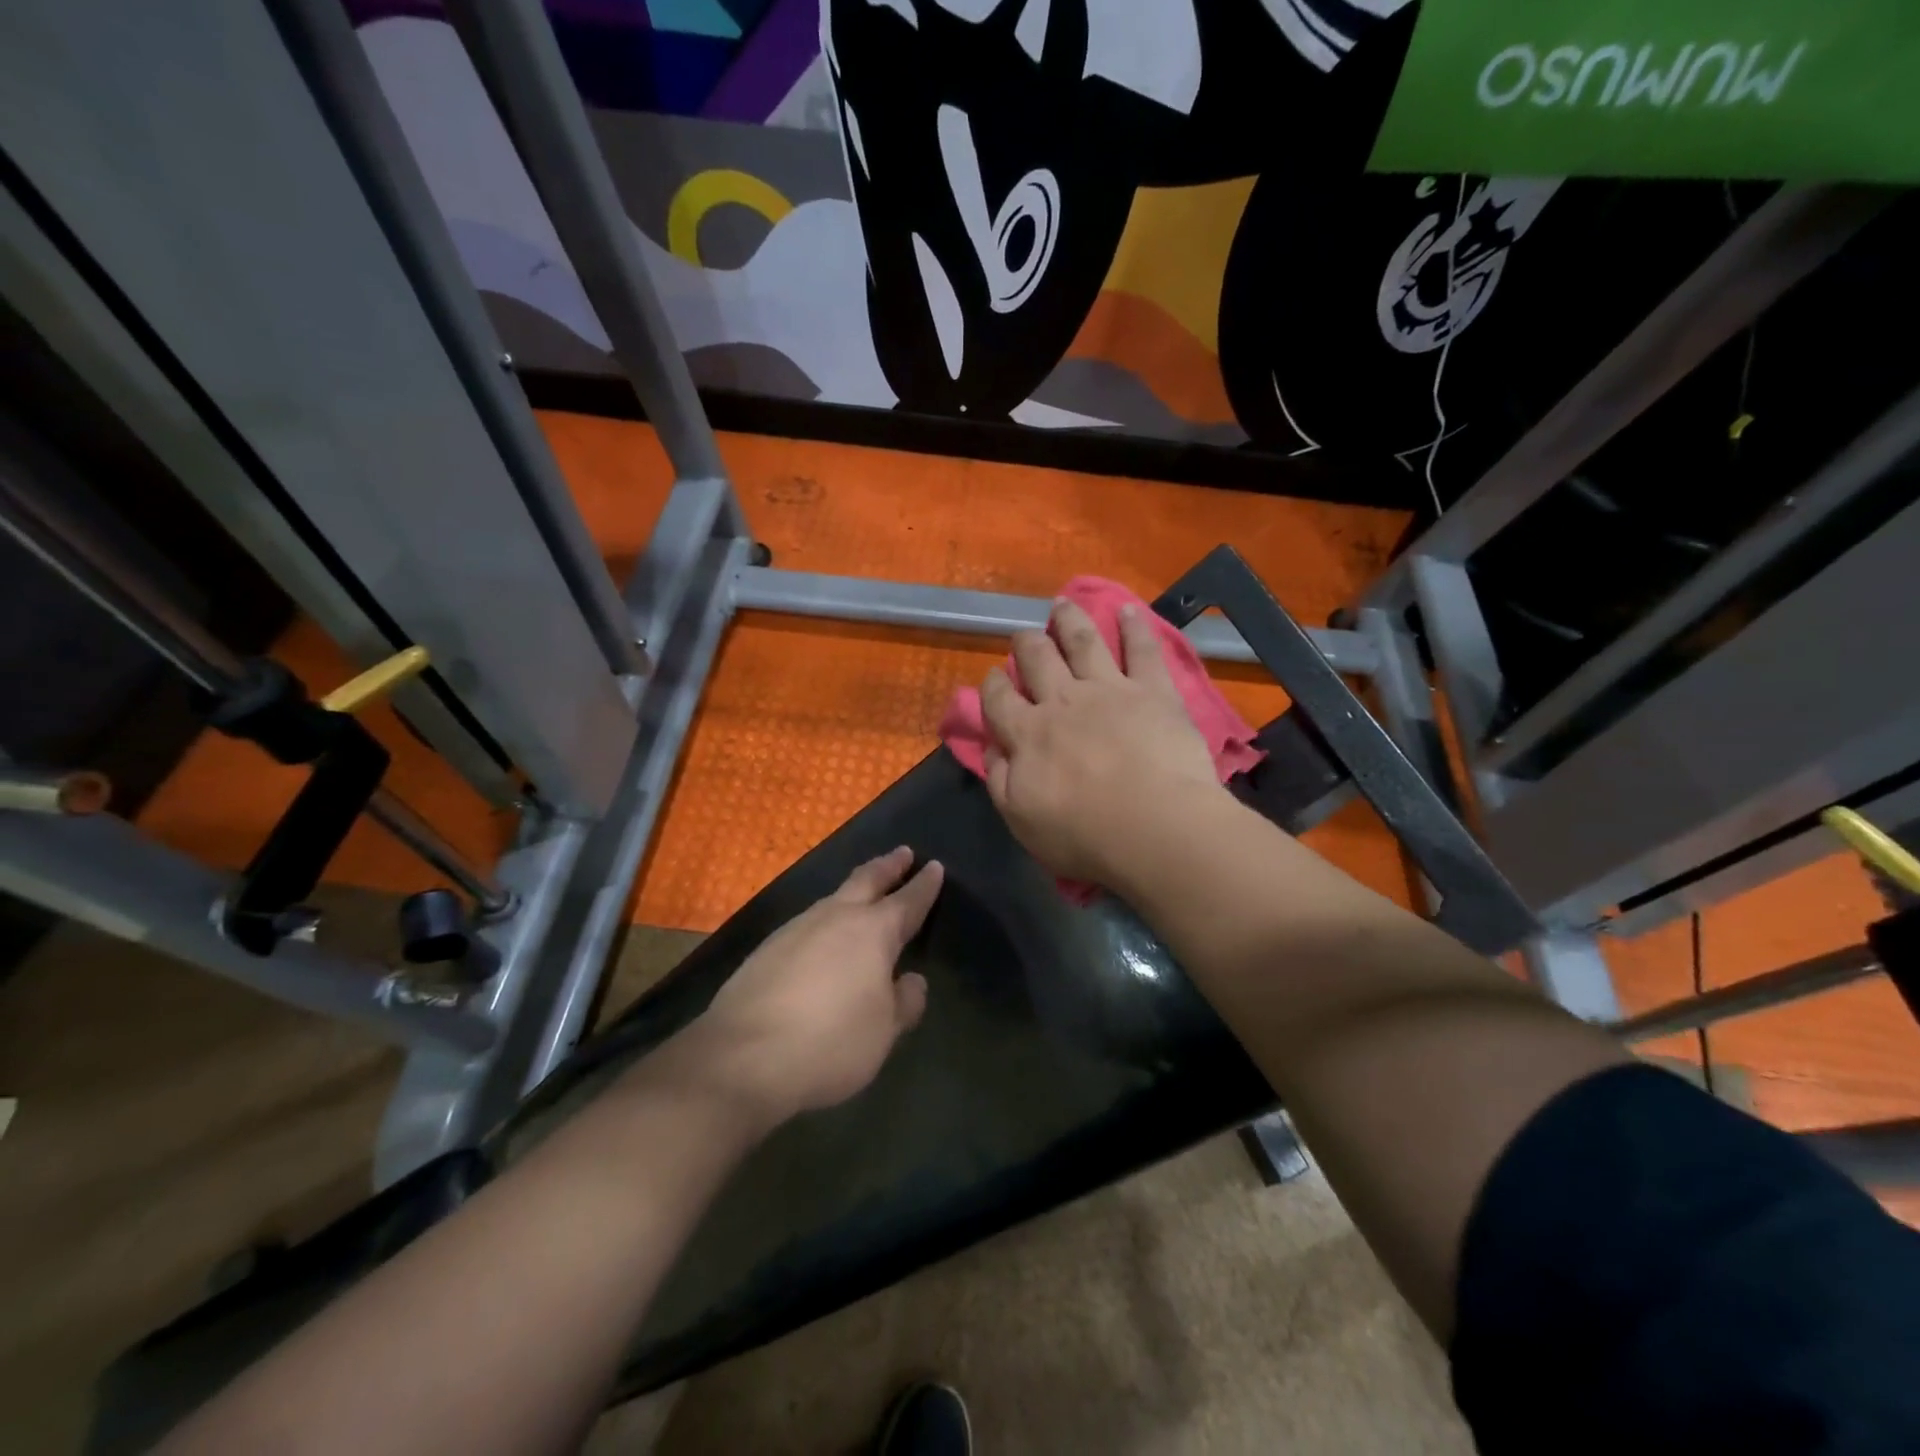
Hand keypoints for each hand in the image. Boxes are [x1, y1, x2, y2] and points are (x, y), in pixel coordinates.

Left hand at [690, 847, 942, 1125]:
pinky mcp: (767, 948)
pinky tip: (822, 937)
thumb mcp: (883, 1032)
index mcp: (873, 932)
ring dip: (854, 891)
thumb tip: (912, 981)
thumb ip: (904, 1003)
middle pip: (867, 880)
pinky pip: (807, 923)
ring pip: (833, 898)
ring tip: (864, 892)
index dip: (924, 884)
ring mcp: (796, 929)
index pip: (907, 900)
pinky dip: (825, 920)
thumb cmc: (830, 1042)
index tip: (934, 866)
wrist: (743, 1057)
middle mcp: (835, 917)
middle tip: (902, 852)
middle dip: (888, 866)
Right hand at [982, 599, 1225, 887]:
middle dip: (1027, 643)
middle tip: (1024, 636)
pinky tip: (1128, 609)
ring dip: (1069, 620)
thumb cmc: (1084, 835)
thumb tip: (992, 744)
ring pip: (1082, 641)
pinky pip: (1142, 650)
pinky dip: (1134, 626)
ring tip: (1062, 604)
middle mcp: (1062, 701)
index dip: (992, 685)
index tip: (993, 677)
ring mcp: (1109, 689)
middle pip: (1037, 658)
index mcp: (1027, 733)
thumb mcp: (1020, 819)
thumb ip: (999, 777)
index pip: (999, 699)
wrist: (1155, 828)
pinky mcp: (1152, 691)